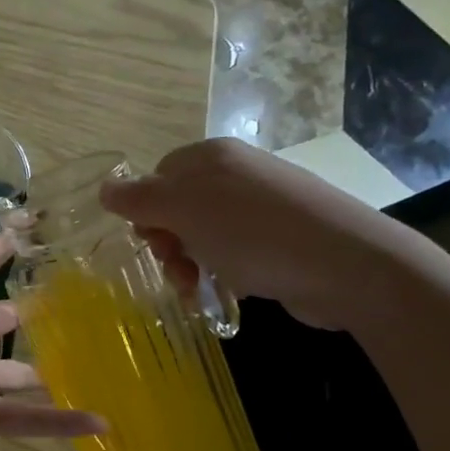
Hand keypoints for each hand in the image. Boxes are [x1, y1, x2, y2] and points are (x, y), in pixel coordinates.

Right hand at [100, 139, 420, 331]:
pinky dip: (219, 273)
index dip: (146, 211)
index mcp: (211, 157)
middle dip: (167, 244)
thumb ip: (138, 199)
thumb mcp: (183, 211)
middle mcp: (235, 175)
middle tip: (176, 269)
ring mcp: (259, 207)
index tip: (151, 241)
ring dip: (188, 265)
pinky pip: (230, 253)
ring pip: (201, 236)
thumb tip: (104, 188)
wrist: (344, 264)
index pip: (157, 177)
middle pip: (177, 209)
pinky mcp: (278, 239)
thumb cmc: (252, 232)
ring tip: (197, 291)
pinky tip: (222, 292)